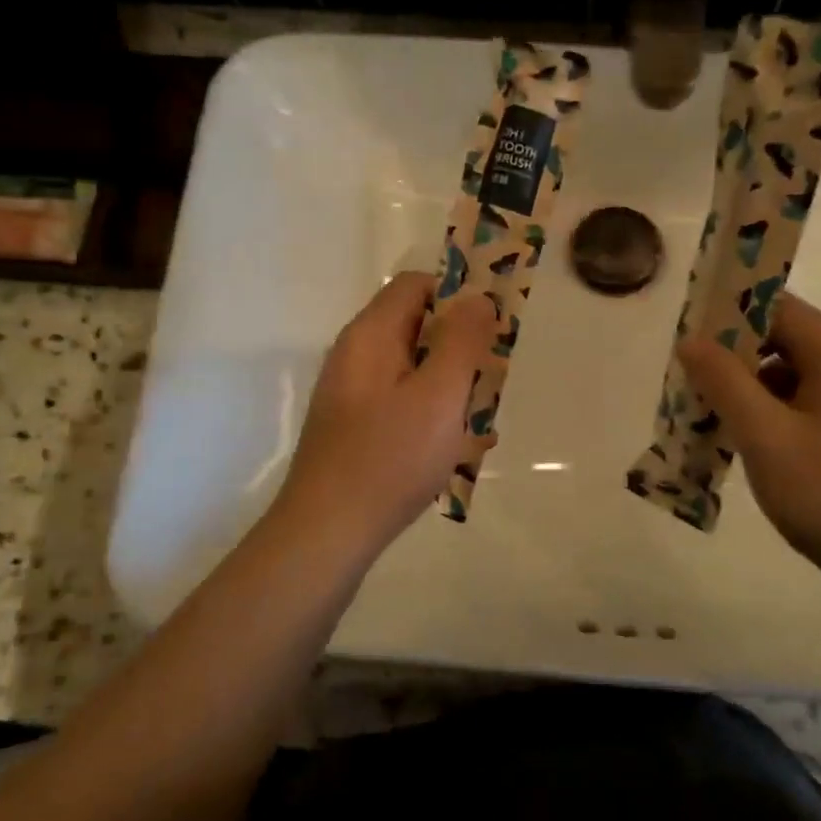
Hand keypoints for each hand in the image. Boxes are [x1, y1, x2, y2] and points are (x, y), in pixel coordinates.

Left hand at [274, 272, 497, 553]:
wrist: (327, 534)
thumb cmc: (389, 458)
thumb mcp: (439, 395)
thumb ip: (462, 341)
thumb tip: (478, 298)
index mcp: (371, 336)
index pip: (417, 286)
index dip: (459, 297)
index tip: (493, 329)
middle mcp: (356, 356)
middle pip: (417, 328)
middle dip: (461, 350)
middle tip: (491, 383)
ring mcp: (353, 395)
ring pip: (415, 371)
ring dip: (452, 388)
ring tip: (481, 425)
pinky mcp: (355, 429)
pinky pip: (403, 406)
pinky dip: (433, 417)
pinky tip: (458, 451)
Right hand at [677, 292, 820, 575]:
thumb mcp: (763, 434)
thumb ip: (723, 381)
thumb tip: (690, 340)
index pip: (778, 308)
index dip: (730, 315)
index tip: (691, 338)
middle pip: (784, 341)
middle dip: (734, 358)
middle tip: (693, 382)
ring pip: (791, 377)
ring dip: (749, 390)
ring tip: (711, 418)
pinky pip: (804, 406)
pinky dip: (771, 415)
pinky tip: (746, 444)